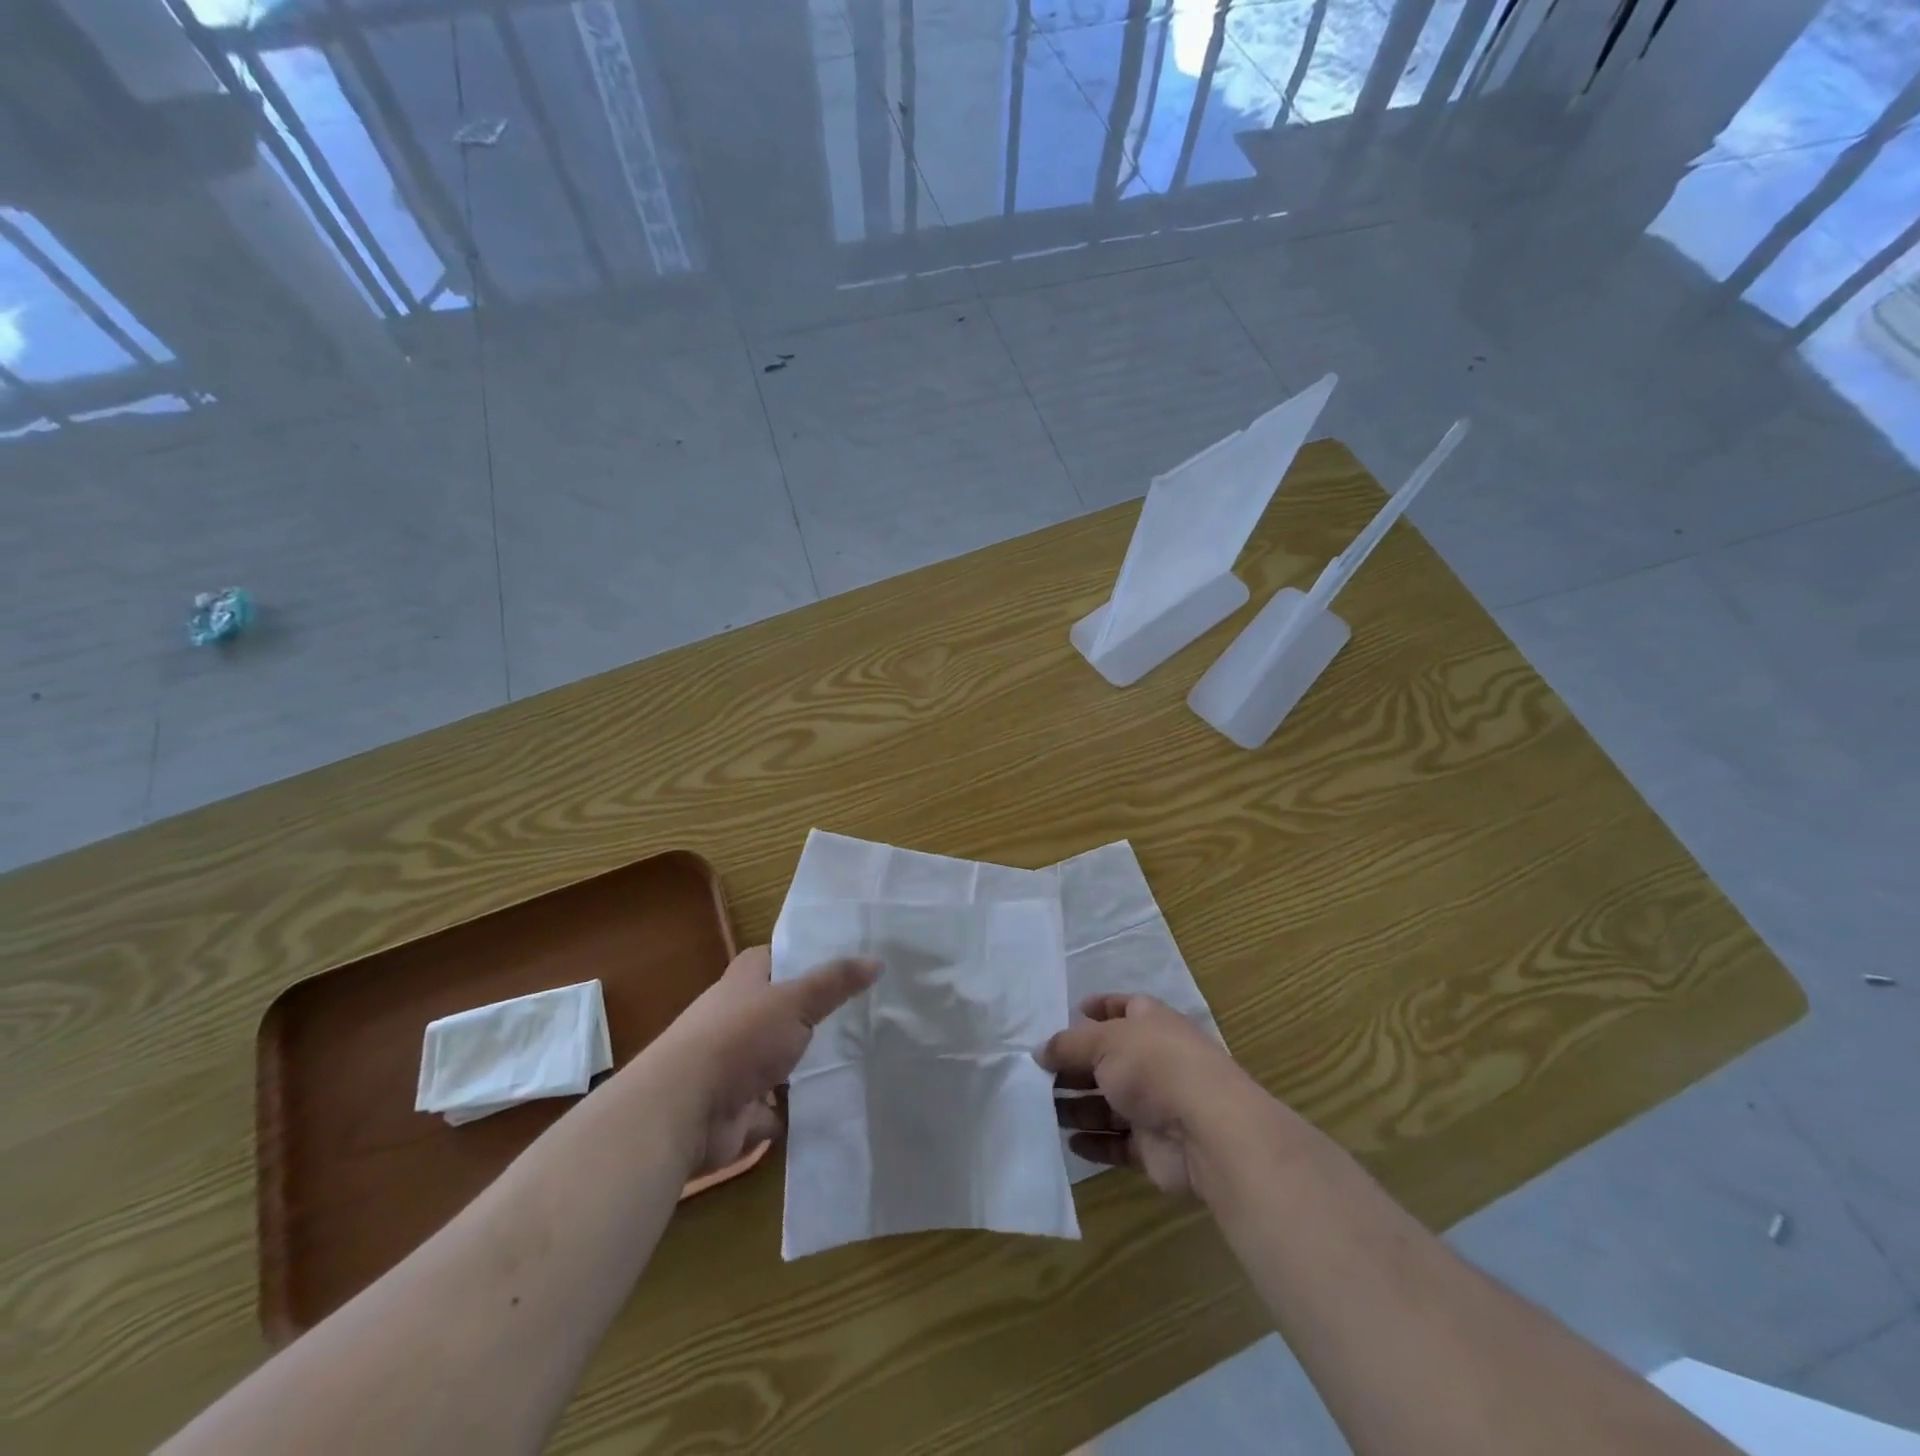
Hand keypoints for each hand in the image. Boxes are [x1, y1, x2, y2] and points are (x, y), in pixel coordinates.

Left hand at [654, 945, 878, 1174]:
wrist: (683, 1110)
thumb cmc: (738, 1037)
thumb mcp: (796, 1000)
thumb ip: (836, 982)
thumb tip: (878, 960)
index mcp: (745, 979)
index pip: (782, 957)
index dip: (811, 958)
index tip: (852, 964)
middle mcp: (739, 1016)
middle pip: (786, 1009)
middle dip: (818, 1015)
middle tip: (869, 1014)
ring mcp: (738, 1063)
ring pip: (784, 1057)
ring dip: (810, 1064)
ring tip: (863, 1058)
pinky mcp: (740, 1106)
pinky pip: (780, 1105)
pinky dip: (801, 1107)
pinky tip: (839, 1102)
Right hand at [1037, 993, 1265, 1198]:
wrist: (1206, 1128)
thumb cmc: (1154, 1066)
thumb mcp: (1103, 1041)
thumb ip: (1068, 1044)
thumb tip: (1040, 1050)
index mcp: (1150, 1023)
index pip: (1123, 1008)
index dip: (1099, 1008)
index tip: (1072, 1013)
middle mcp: (1154, 1059)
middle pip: (1108, 1059)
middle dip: (1075, 1066)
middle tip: (1038, 1075)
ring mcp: (1156, 1104)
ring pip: (1109, 1103)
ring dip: (1078, 1107)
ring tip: (1043, 1111)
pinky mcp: (1154, 1146)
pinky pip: (1117, 1142)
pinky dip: (1095, 1142)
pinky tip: (1070, 1142)